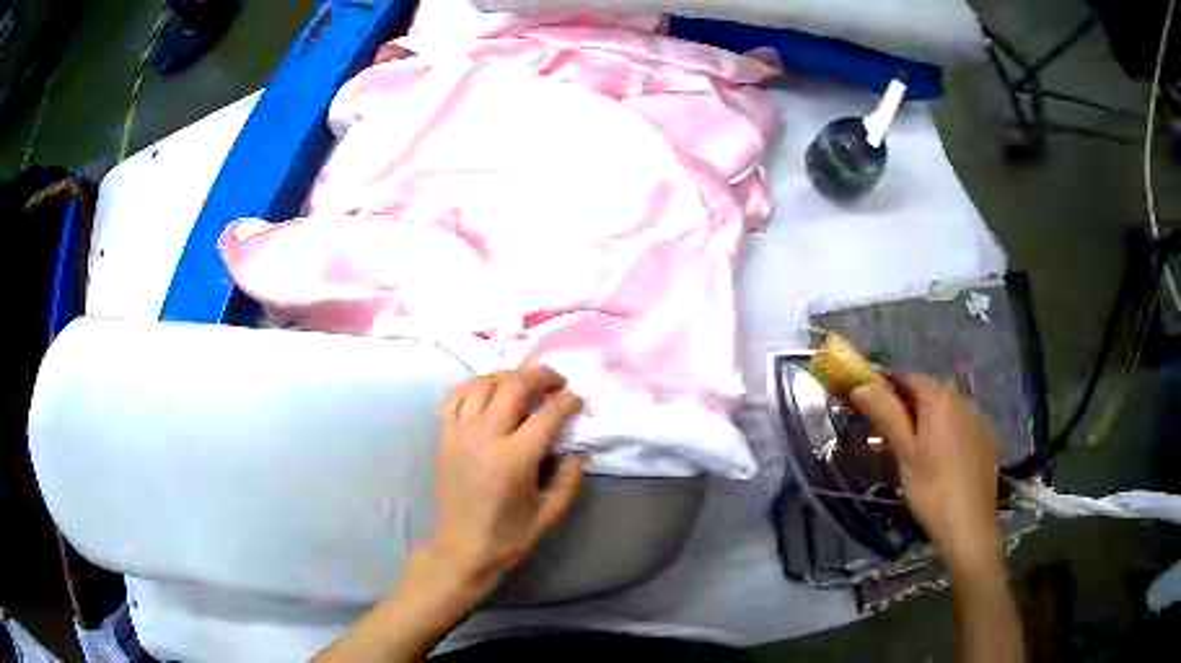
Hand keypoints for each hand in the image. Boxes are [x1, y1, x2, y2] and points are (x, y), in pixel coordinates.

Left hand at [427, 365, 585, 590]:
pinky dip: (474, 386)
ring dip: (508, 376)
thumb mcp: (551, 513)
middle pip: (512, 386)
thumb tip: (576, 448)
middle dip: (540, 375)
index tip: (578, 400)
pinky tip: (489, 393)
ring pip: (481, 383)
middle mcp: (483, 438)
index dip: (567, 401)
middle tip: (556, 381)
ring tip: (524, 383)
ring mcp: (458, 434)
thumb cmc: (510, 536)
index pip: (547, 414)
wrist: (463, 549)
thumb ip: (570, 478)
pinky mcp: (443, 438)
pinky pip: (455, 397)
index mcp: (513, 459)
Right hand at [851, 374, 1001, 572]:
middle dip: (907, 408)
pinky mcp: (987, 439)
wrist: (970, 526)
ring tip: (913, 453)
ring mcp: (978, 419)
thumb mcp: (905, 453)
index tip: (872, 410)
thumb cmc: (931, 489)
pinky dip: (946, 433)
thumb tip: (861, 384)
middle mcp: (962, 399)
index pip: (909, 377)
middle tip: (888, 438)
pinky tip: (940, 461)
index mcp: (940, 399)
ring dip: (927, 421)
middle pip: (929, 393)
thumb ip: (886, 414)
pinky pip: (961, 425)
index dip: (887, 388)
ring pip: (946, 410)